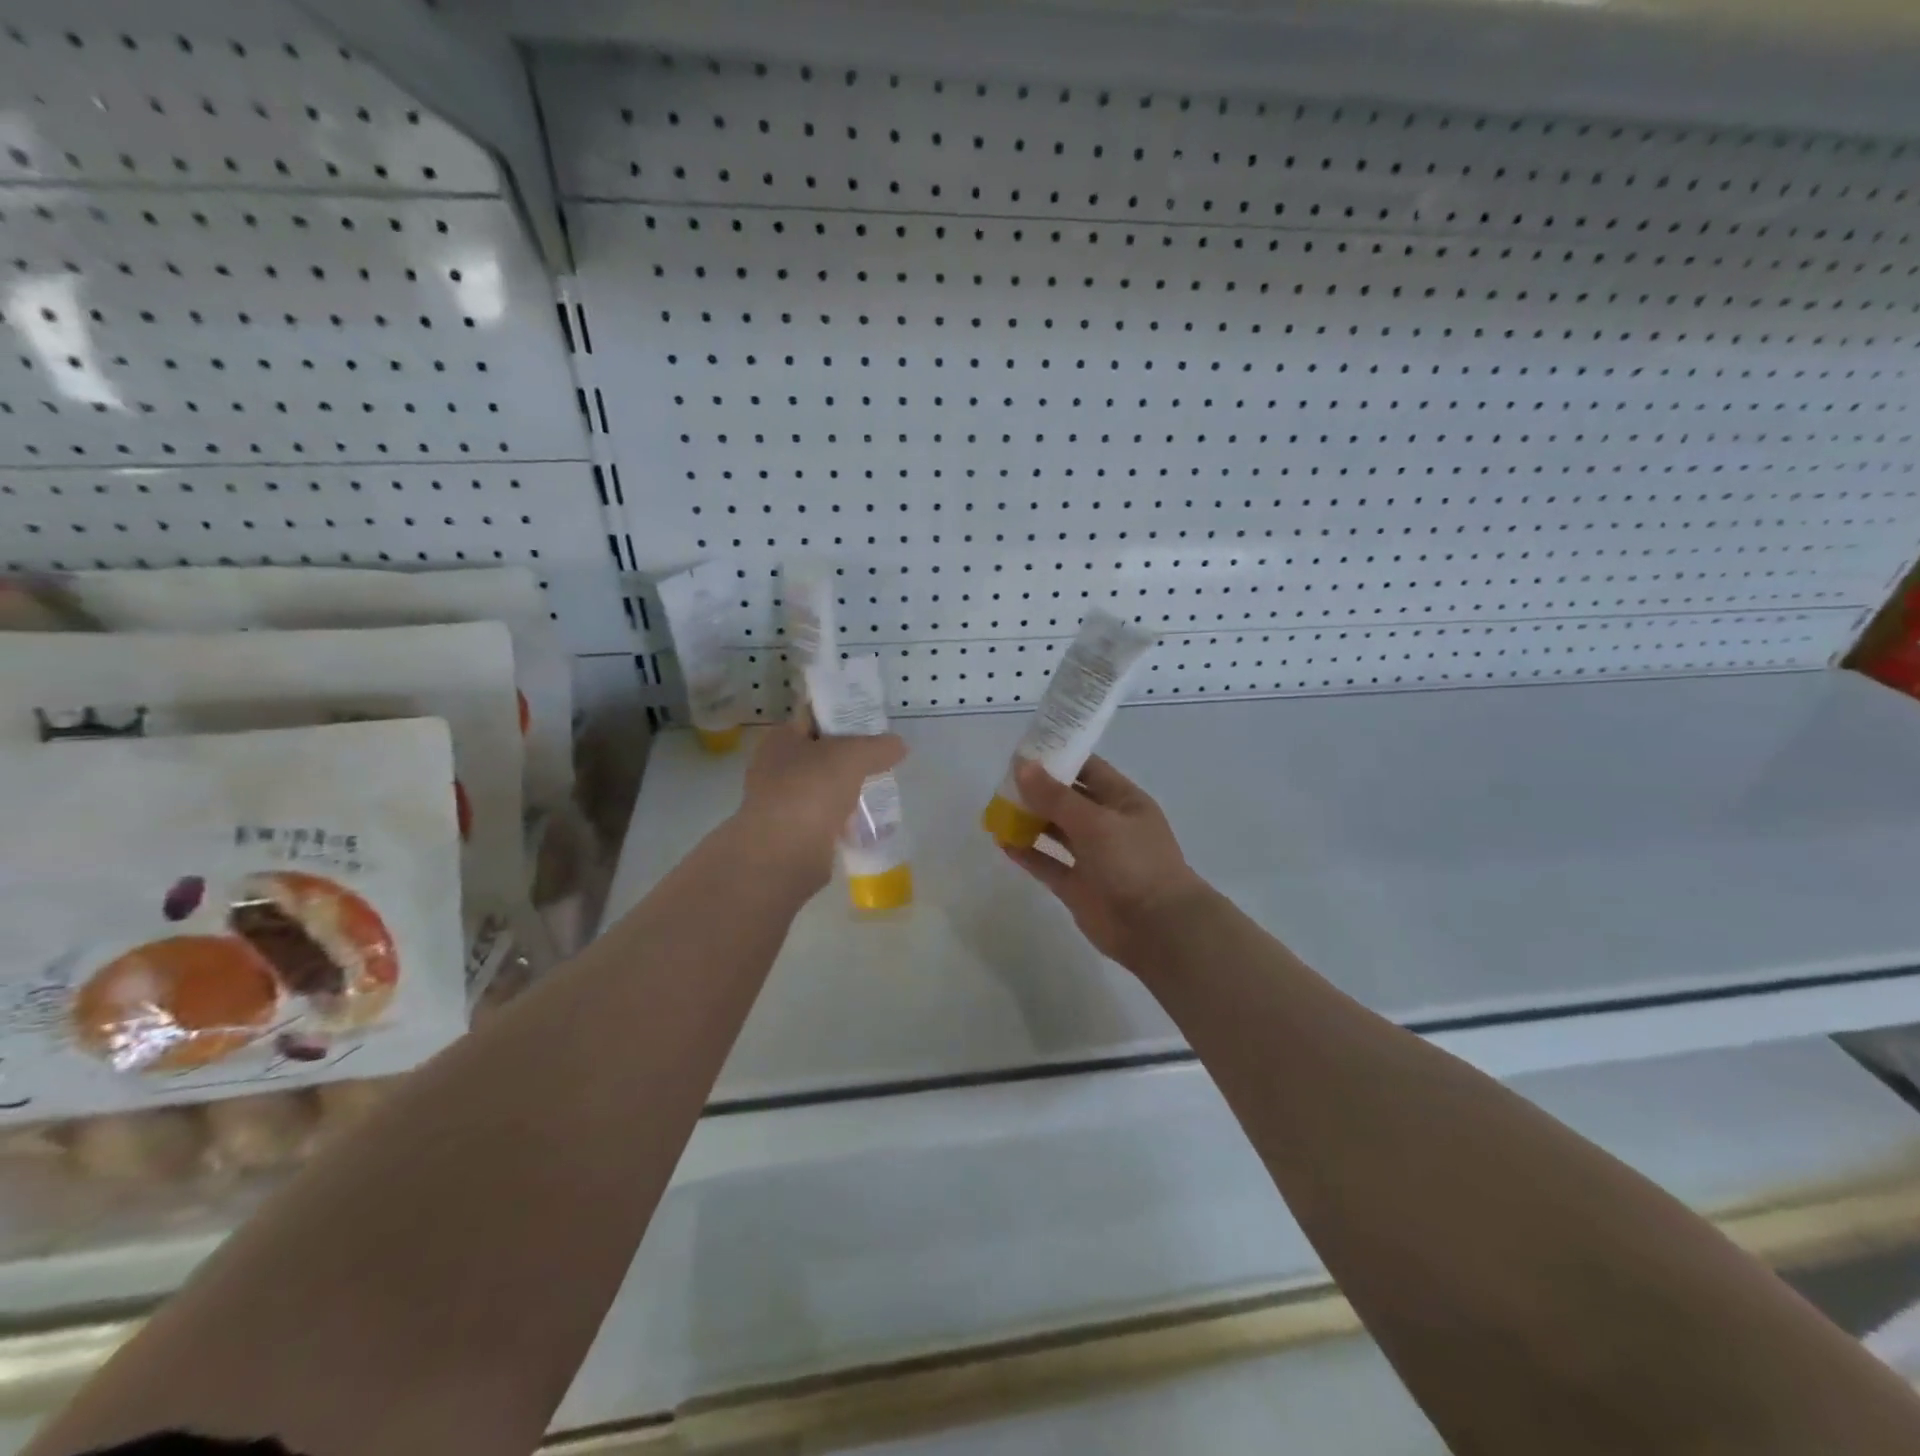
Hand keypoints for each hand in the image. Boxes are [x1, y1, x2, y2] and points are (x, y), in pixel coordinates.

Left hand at [732, 709, 905, 891]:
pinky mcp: (791, 833)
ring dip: (845, 790)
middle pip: (819, 755)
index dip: (842, 718)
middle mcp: (774, 767)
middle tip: (879, 760)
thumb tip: (899, 745)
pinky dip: (841, 819)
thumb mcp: (853, 756)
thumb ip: (878, 746)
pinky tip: (863, 822)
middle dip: (848, 758)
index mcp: (780, 739)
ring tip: (877, 790)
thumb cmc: (812, 789)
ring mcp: (780, 802)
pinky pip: (823, 818)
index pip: (813, 719)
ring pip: (821, 788)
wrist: (785, 852)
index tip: (871, 726)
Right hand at [1001, 755, 1210, 967]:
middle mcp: (1108, 825)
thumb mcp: (1095, 822)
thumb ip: (1056, 796)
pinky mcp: (1077, 886)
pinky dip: (1027, 853)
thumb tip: (1022, 766)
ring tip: (997, 808)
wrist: (1157, 929)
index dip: (1058, 757)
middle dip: (1038, 789)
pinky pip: (1048, 863)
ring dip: (1029, 819)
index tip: (1024, 750)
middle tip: (1001, 780)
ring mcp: (1092, 857)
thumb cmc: (1133, 863)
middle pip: (1068, 799)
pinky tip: (1002, 841)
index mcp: (1123, 801)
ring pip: (1056, 830)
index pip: (1088, 768)